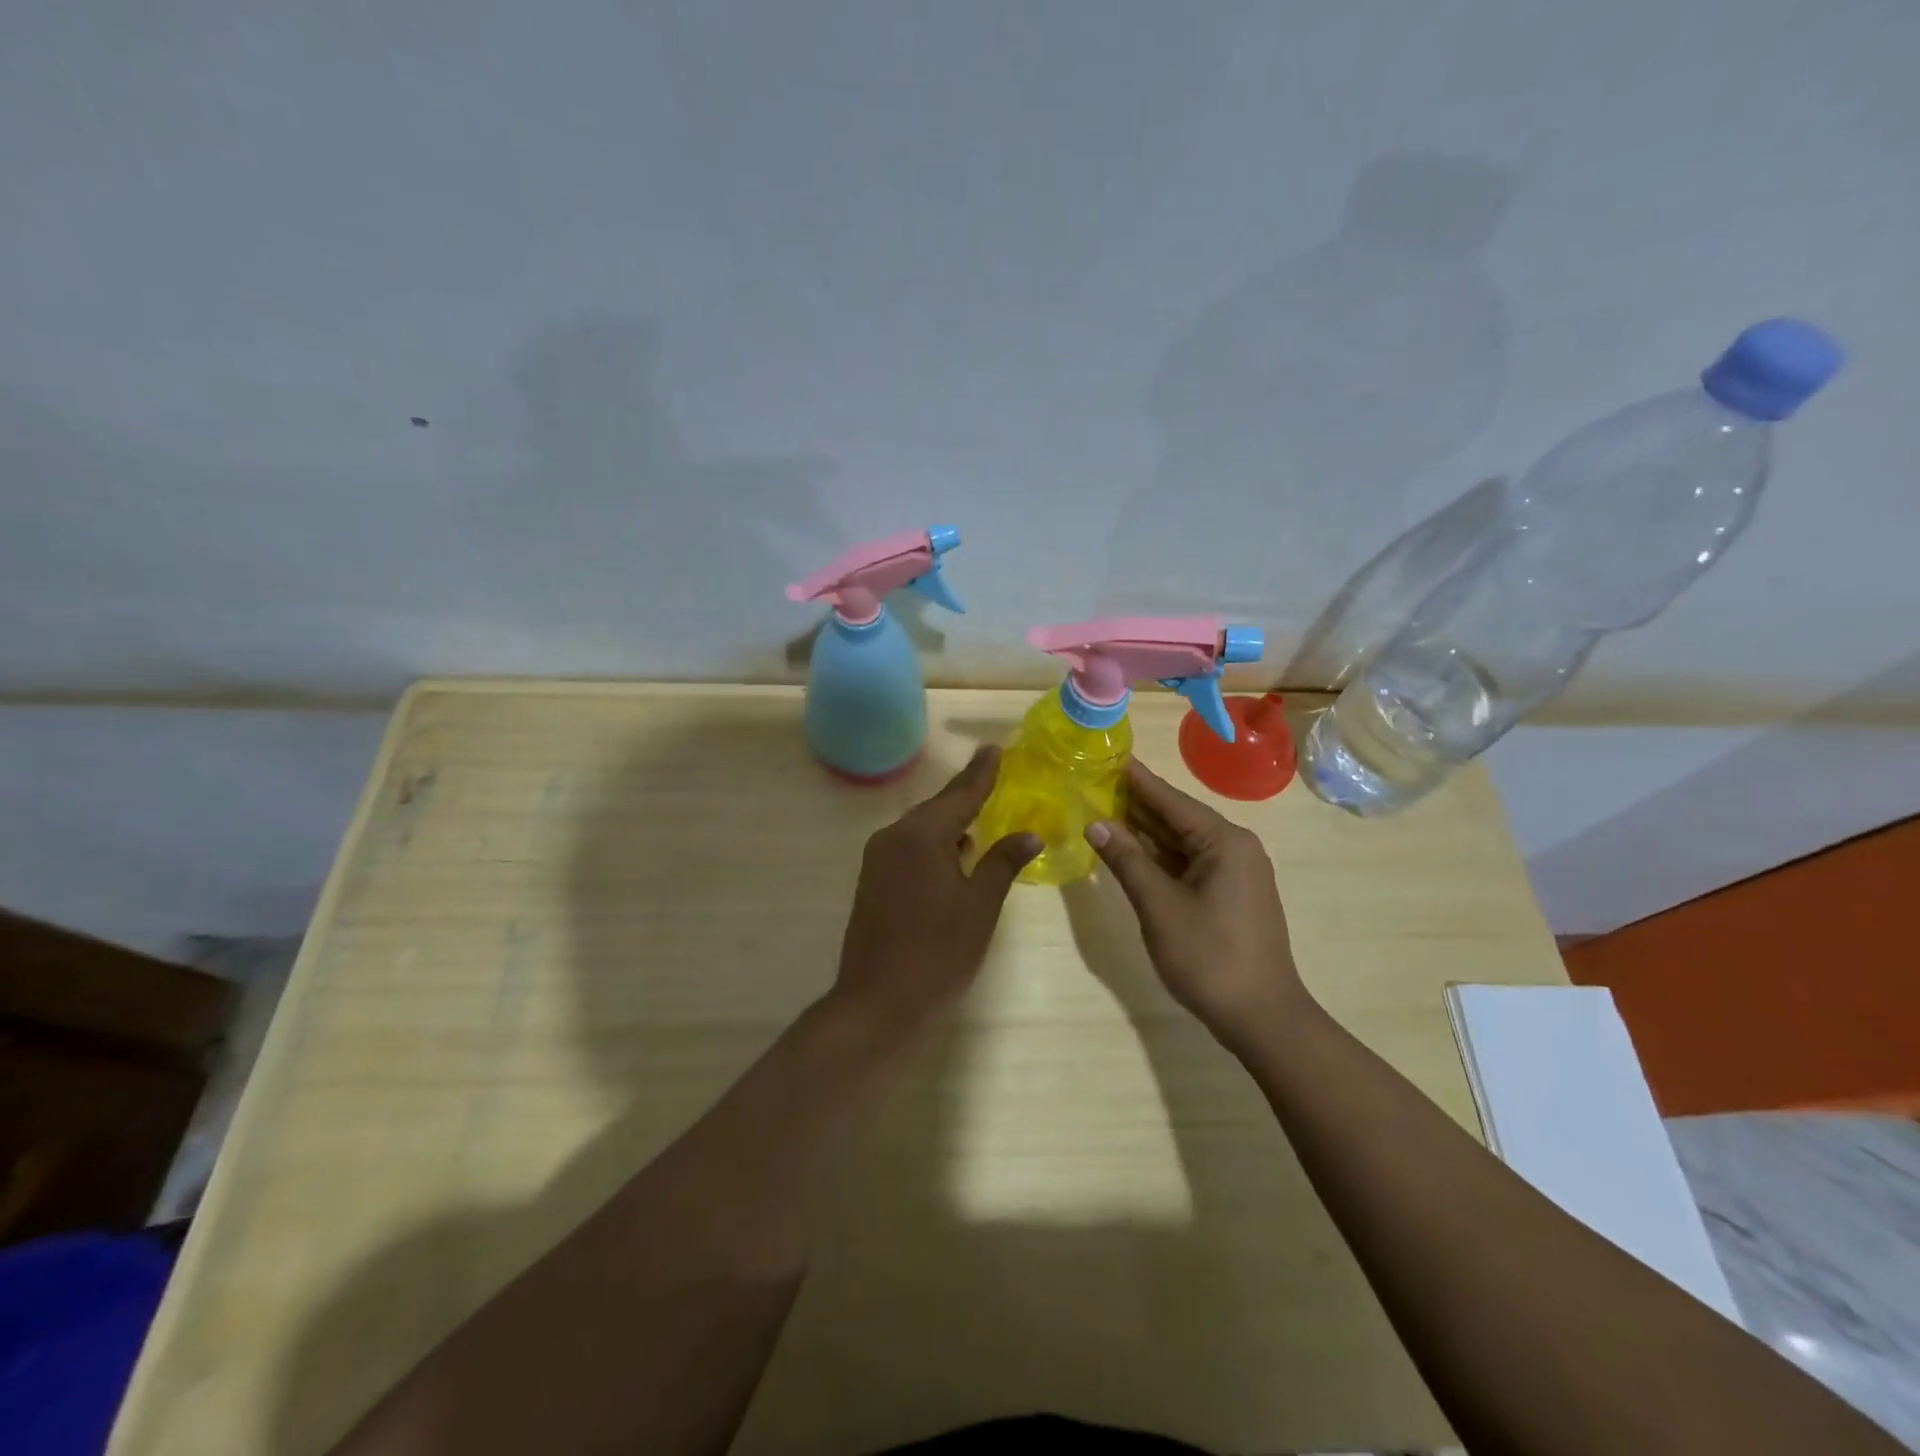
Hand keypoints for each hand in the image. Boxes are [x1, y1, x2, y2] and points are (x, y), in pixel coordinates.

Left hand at [830, 748, 1040, 1035]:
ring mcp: (878, 859)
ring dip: (950, 822)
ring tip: (979, 815)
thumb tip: (1029, 833)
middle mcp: (894, 836)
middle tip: (993, 776)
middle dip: (966, 794)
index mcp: (922, 835)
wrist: (876, 1001)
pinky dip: (934, 844)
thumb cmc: (937, 952)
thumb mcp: (980, 905)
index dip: (982, 772)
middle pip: (938, 808)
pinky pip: (909, 848)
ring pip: (922, 829)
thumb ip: (1003, 862)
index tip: (995, 748)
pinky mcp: (872, 881)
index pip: (960, 794)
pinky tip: (953, 854)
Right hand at [1085, 760, 1307, 1046]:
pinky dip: (1160, 857)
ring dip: (1146, 832)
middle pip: (1178, 817)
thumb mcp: (1159, 906)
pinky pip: (1189, 863)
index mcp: (1224, 841)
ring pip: (1183, 842)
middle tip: (1096, 783)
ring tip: (1104, 811)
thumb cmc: (1209, 956)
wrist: (1262, 1017)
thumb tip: (1096, 824)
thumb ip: (1127, 861)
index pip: (1171, 800)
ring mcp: (1235, 873)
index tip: (1109, 757)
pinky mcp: (1230, 895)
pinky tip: (1131, 852)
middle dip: (1137, 804)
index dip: (1137, 780)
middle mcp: (1235, 848)